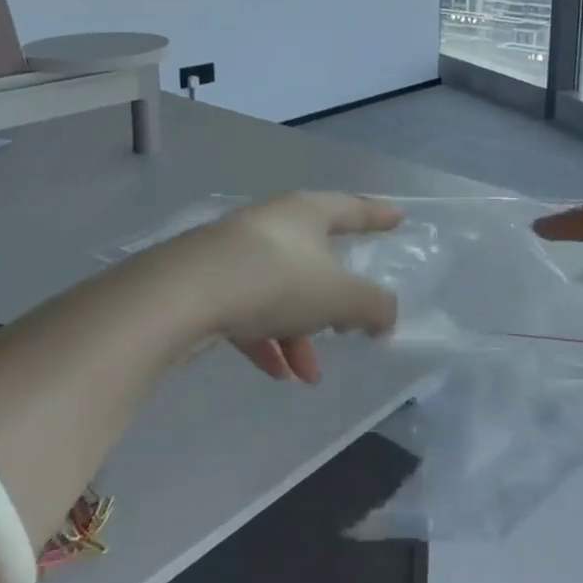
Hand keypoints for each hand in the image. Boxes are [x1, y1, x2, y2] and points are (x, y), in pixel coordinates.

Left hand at [174, 192, 403, 383]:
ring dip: (300, 333)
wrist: (183, 293)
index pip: (352, 208)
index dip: (378, 215)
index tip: (398, 217)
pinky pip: (249, 309)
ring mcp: (236, 252)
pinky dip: (267, 339)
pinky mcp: (208, 280)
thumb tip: (385, 318)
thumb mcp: (339, 296)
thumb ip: (373, 306)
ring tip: (309, 374)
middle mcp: (272, 224)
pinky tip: (276, 373)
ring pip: (282, 291)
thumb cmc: (275, 280)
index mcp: (307, 213)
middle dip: (335, 299)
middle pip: (315, 257)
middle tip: (350, 324)